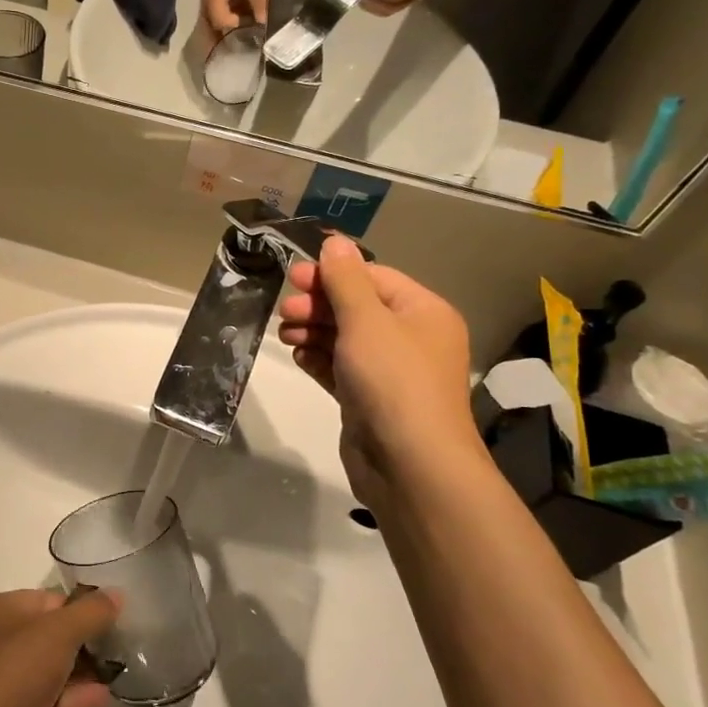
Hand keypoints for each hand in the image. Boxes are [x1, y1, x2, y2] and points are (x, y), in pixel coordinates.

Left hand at [0, 588, 118, 706]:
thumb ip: (91, 612)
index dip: (79, 608)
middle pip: (47, 634)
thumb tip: (117, 594)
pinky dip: (70, 698)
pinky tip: (101, 699)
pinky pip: (43, 698)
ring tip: (115, 675)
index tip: (111, 620)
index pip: (46, 600)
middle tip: (116, 649)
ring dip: (79, 673)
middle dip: (81, 643)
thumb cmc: (16, 670)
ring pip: (46, 669)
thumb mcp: (60, 632)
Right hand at [202, 0, 272, 32]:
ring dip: (234, 19)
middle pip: (215, 20)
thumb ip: (259, 3)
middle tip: (249, 37)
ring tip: (251, 26)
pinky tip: (250, 12)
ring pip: (220, 12)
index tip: (253, 32)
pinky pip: (225, 2)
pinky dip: (235, 9)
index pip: (219, 21)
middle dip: (231, 29)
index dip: (235, 28)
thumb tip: (263, 24)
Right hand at [276, 238, 484, 499]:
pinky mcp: (368, 399)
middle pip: (356, 307)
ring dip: (313, 331)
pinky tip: (298, 356)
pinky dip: (318, 359)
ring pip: (344, 338)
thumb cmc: (392, 381)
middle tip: (284, 310)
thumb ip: (346, 280)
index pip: (373, 277)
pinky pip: (340, 368)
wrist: (409, 464)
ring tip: (285, 334)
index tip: (292, 277)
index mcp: (422, 312)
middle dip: (318, 305)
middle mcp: (410, 338)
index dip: (331, 274)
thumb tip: (335, 242)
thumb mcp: (366, 321)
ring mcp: (389, 372)